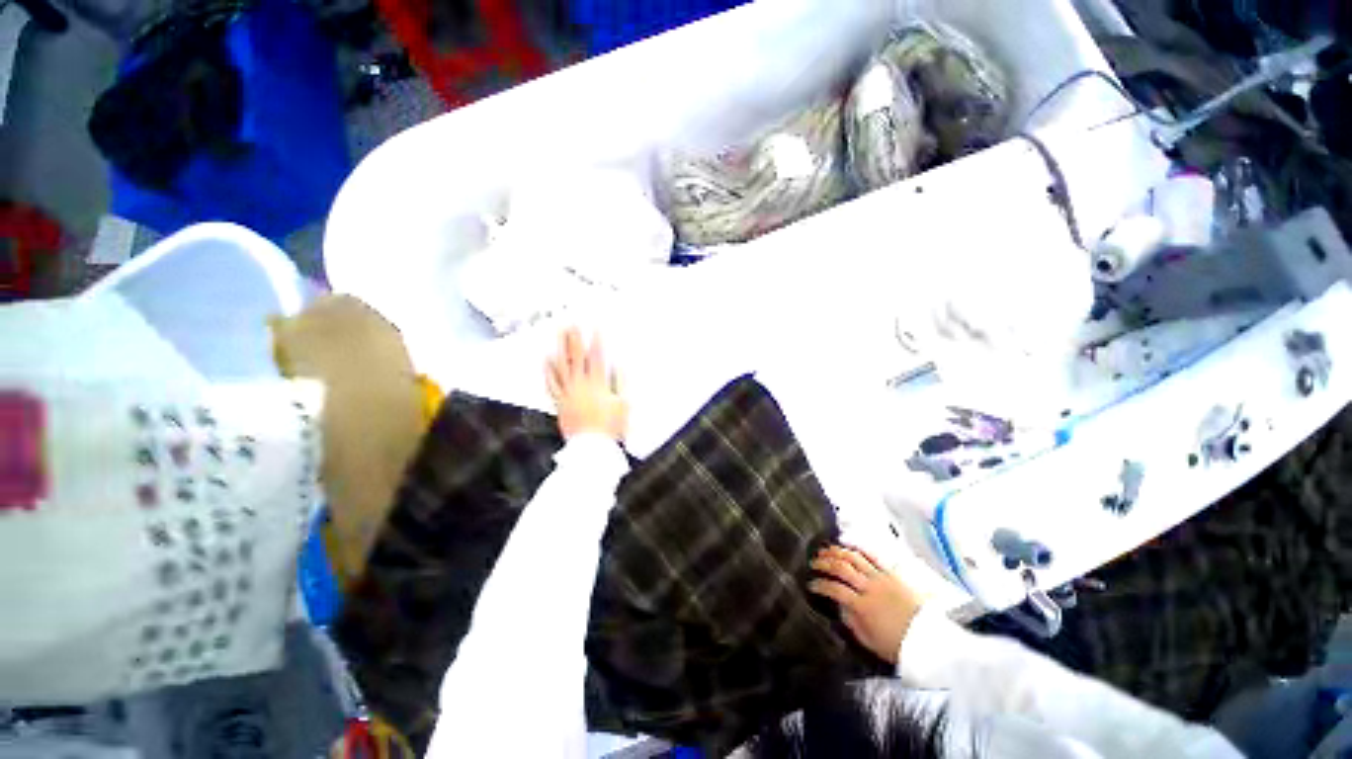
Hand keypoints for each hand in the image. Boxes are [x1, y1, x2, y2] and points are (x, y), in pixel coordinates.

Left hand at [546, 328, 627, 441]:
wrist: (591, 448)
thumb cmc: (610, 428)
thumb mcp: (623, 404)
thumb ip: (621, 383)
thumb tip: (619, 366)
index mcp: (598, 385)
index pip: (597, 358)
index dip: (597, 342)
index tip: (596, 328)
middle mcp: (581, 386)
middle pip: (576, 358)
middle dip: (575, 339)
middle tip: (572, 324)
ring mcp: (568, 394)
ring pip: (562, 367)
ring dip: (561, 349)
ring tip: (559, 335)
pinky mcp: (560, 402)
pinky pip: (552, 384)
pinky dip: (549, 370)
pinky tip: (547, 359)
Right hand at [809, 545, 923, 663]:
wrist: (929, 641)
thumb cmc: (897, 644)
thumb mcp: (869, 641)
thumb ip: (851, 622)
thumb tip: (839, 607)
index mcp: (863, 607)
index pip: (834, 589)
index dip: (820, 585)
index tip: (811, 585)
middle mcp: (870, 588)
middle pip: (842, 568)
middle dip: (824, 563)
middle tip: (814, 562)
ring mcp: (881, 578)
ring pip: (855, 557)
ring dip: (837, 552)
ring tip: (826, 550)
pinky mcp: (892, 574)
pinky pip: (873, 556)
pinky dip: (858, 549)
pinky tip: (848, 546)